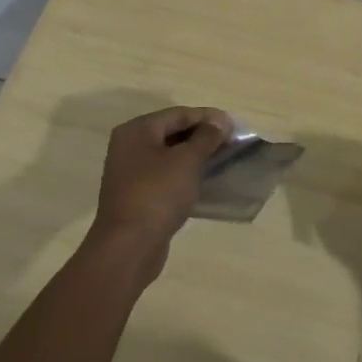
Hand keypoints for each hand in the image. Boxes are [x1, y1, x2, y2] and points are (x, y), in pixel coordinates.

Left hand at [88, 105, 233, 280]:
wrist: (128, 248)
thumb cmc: (157, 194)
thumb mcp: (187, 161)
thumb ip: (206, 137)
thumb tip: (220, 121)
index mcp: (136, 130)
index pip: (178, 114)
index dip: (208, 117)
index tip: (234, 124)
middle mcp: (129, 146)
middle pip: (172, 132)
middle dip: (202, 135)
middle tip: (230, 141)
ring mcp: (130, 172)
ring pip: (169, 155)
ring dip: (195, 155)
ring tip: (222, 158)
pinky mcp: (136, 195)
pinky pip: (165, 175)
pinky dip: (184, 174)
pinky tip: (204, 180)